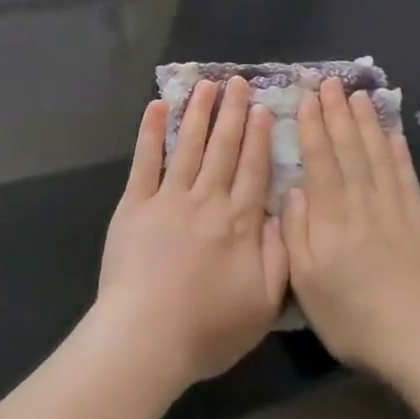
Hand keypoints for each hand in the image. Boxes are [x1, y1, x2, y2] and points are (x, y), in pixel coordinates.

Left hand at [93, 78, 288, 392]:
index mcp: (239, 223)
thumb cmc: (207, 329)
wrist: (147, 336)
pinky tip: (157, 106)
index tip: (262, 108)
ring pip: (189, 145)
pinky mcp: (135, 203)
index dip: (258, 137)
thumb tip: (283, 214)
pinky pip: (146, 160)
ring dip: (198, 112)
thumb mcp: (263, 305)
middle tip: (237, 82)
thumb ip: (279, 256)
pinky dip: (152, 131)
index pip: (253, 169)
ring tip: (207, 84)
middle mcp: (207, 200)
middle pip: (223, 148)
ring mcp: (169, 198)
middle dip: (232, 112)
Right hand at [282, 79, 419, 388]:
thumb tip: (294, 191)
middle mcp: (362, 203)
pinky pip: (407, 177)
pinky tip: (393, 133)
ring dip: (366, 123)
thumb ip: (296, 234)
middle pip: (348, 149)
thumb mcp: (306, 284)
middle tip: (330, 82)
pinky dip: (399, 152)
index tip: (307, 98)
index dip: (313, 127)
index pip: (320, 161)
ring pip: (377, 155)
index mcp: (331, 218)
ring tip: (358, 96)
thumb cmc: (353, 318)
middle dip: (337, 113)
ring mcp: (394, 209)